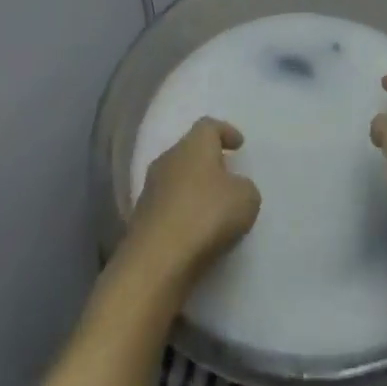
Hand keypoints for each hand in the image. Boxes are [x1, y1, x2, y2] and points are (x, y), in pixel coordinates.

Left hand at [121, 118, 260, 292]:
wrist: (156, 259)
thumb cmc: (206, 216)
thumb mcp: (246, 199)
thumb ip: (245, 187)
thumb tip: (234, 188)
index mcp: (194, 145)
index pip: (209, 126)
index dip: (226, 131)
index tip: (238, 144)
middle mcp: (169, 158)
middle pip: (190, 150)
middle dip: (208, 160)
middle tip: (225, 174)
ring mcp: (150, 187)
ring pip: (176, 177)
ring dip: (192, 187)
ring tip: (211, 205)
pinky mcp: (141, 216)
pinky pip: (167, 205)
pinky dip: (181, 211)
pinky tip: (193, 228)